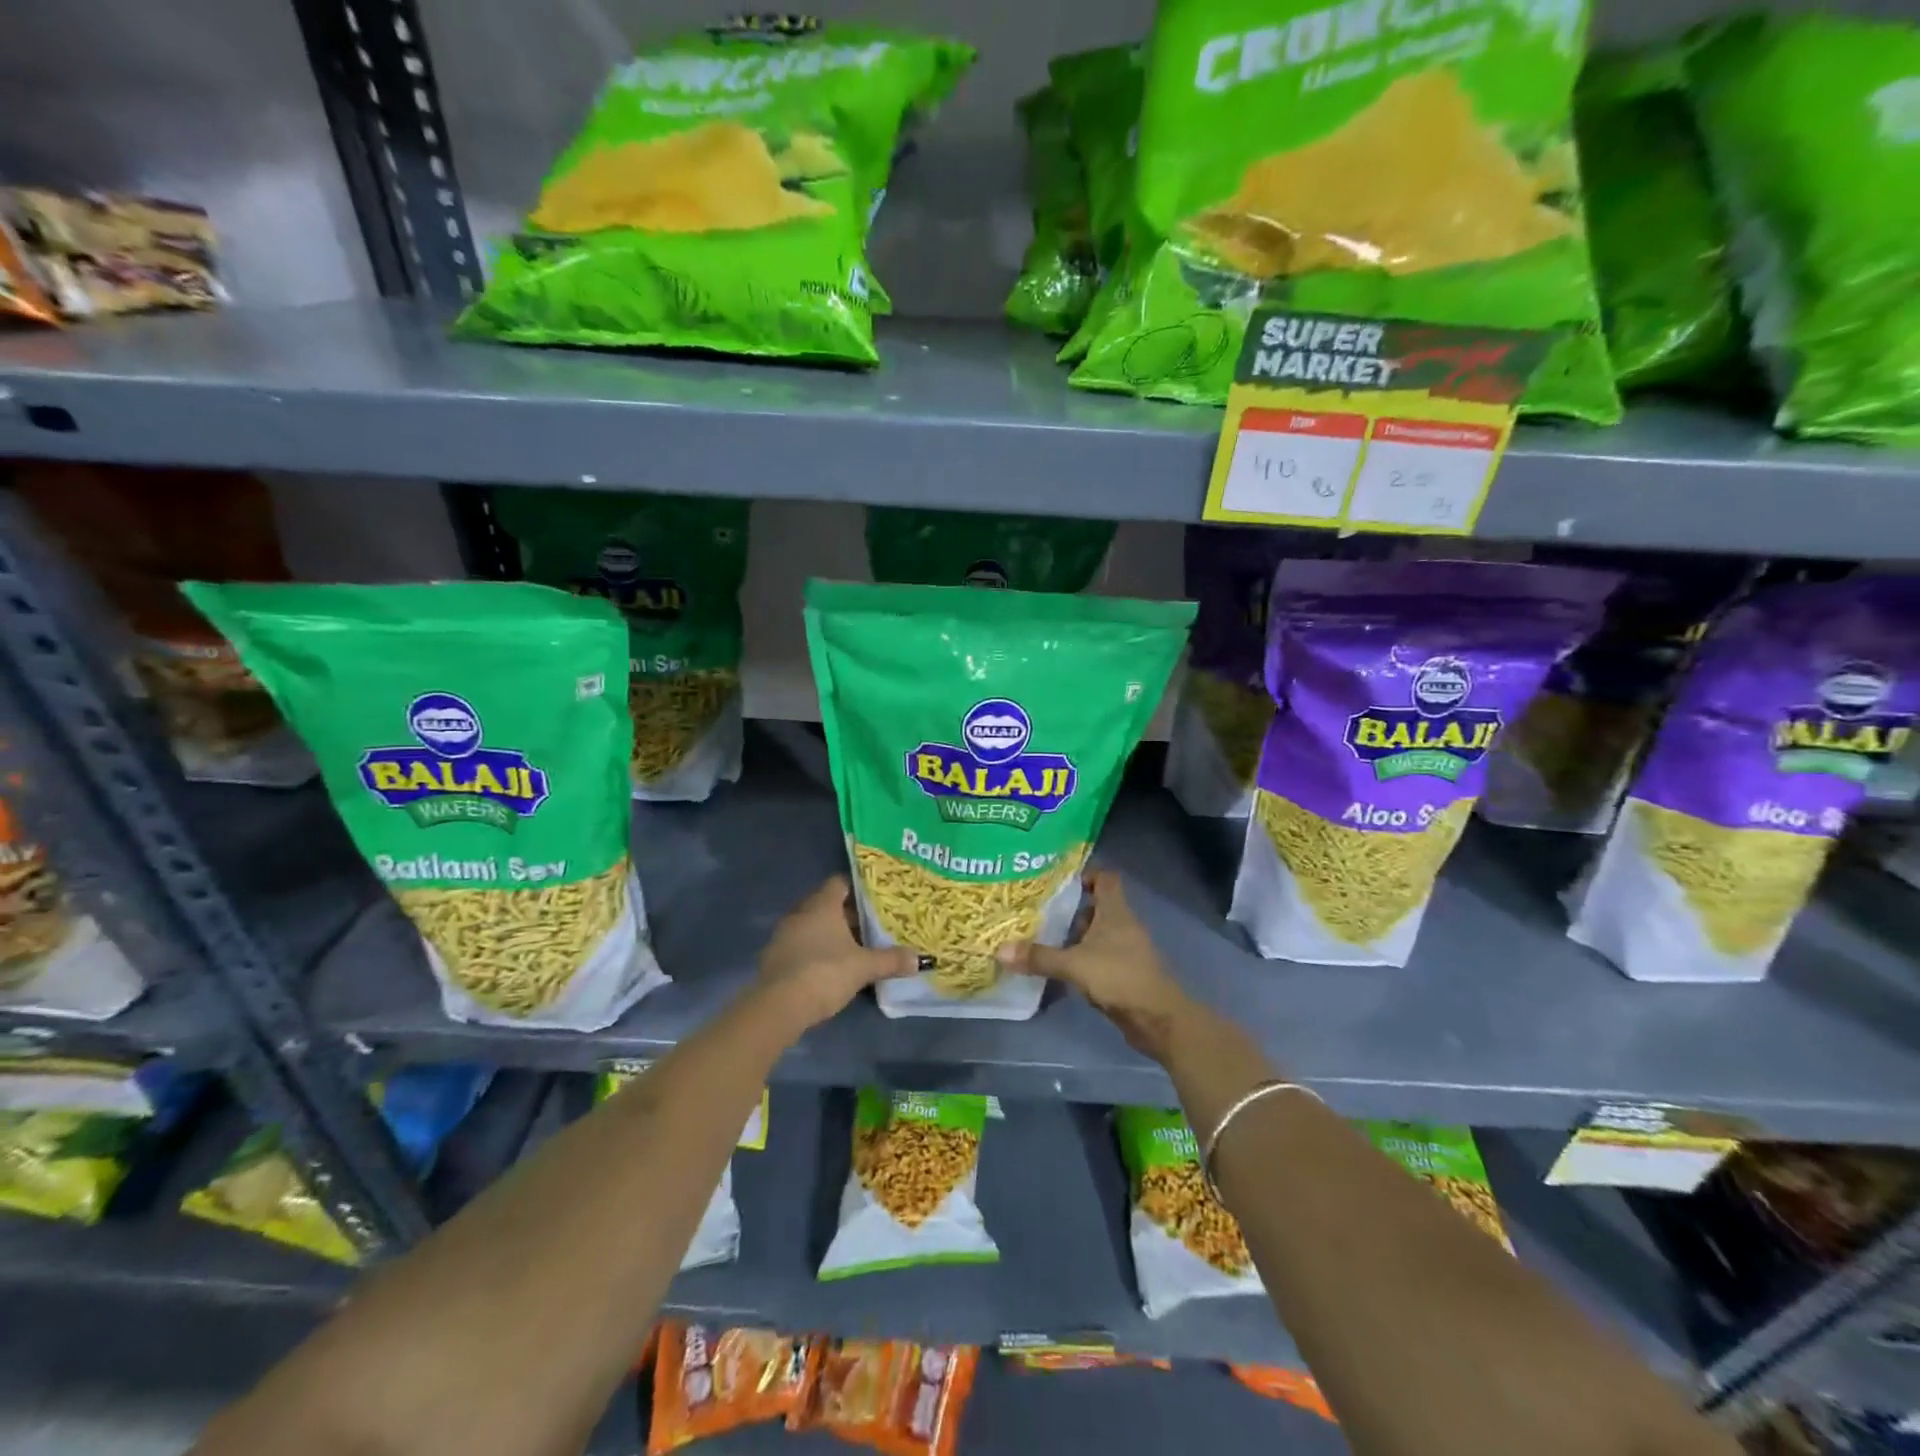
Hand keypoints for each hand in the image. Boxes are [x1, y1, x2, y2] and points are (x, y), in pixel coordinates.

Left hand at [758, 875, 919, 1029]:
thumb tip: (920, 959)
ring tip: (851, 948)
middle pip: (825, 904)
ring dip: (828, 934)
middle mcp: (800, 913)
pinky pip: (798, 946)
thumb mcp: (864, 967)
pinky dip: (812, 951)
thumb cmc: (826, 973)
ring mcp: (783, 935)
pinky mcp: (773, 958)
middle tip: (869, 926)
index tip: (874, 899)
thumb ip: (891, 960)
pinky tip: (827, 969)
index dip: (857, 889)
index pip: (839, 883)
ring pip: (810, 926)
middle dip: (846, 914)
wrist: (780, 1006)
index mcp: (822, 905)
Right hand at [997, 870, 1197, 1061]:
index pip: (1105, 878)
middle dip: (1069, 909)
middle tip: (1038, 912)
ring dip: (1074, 936)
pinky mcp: (1124, 973)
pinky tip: (1060, 968)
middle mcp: (1122, 925)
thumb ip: (1039, 957)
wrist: (1158, 1019)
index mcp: (1115, 911)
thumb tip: (1000, 950)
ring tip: (1041, 939)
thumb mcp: (1074, 965)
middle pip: (1096, 907)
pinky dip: (1081, 959)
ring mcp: (1126, 950)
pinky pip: (1099, 957)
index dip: (1084, 875)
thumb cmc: (1119, 977)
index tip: (1057, 882)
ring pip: (1096, 934)